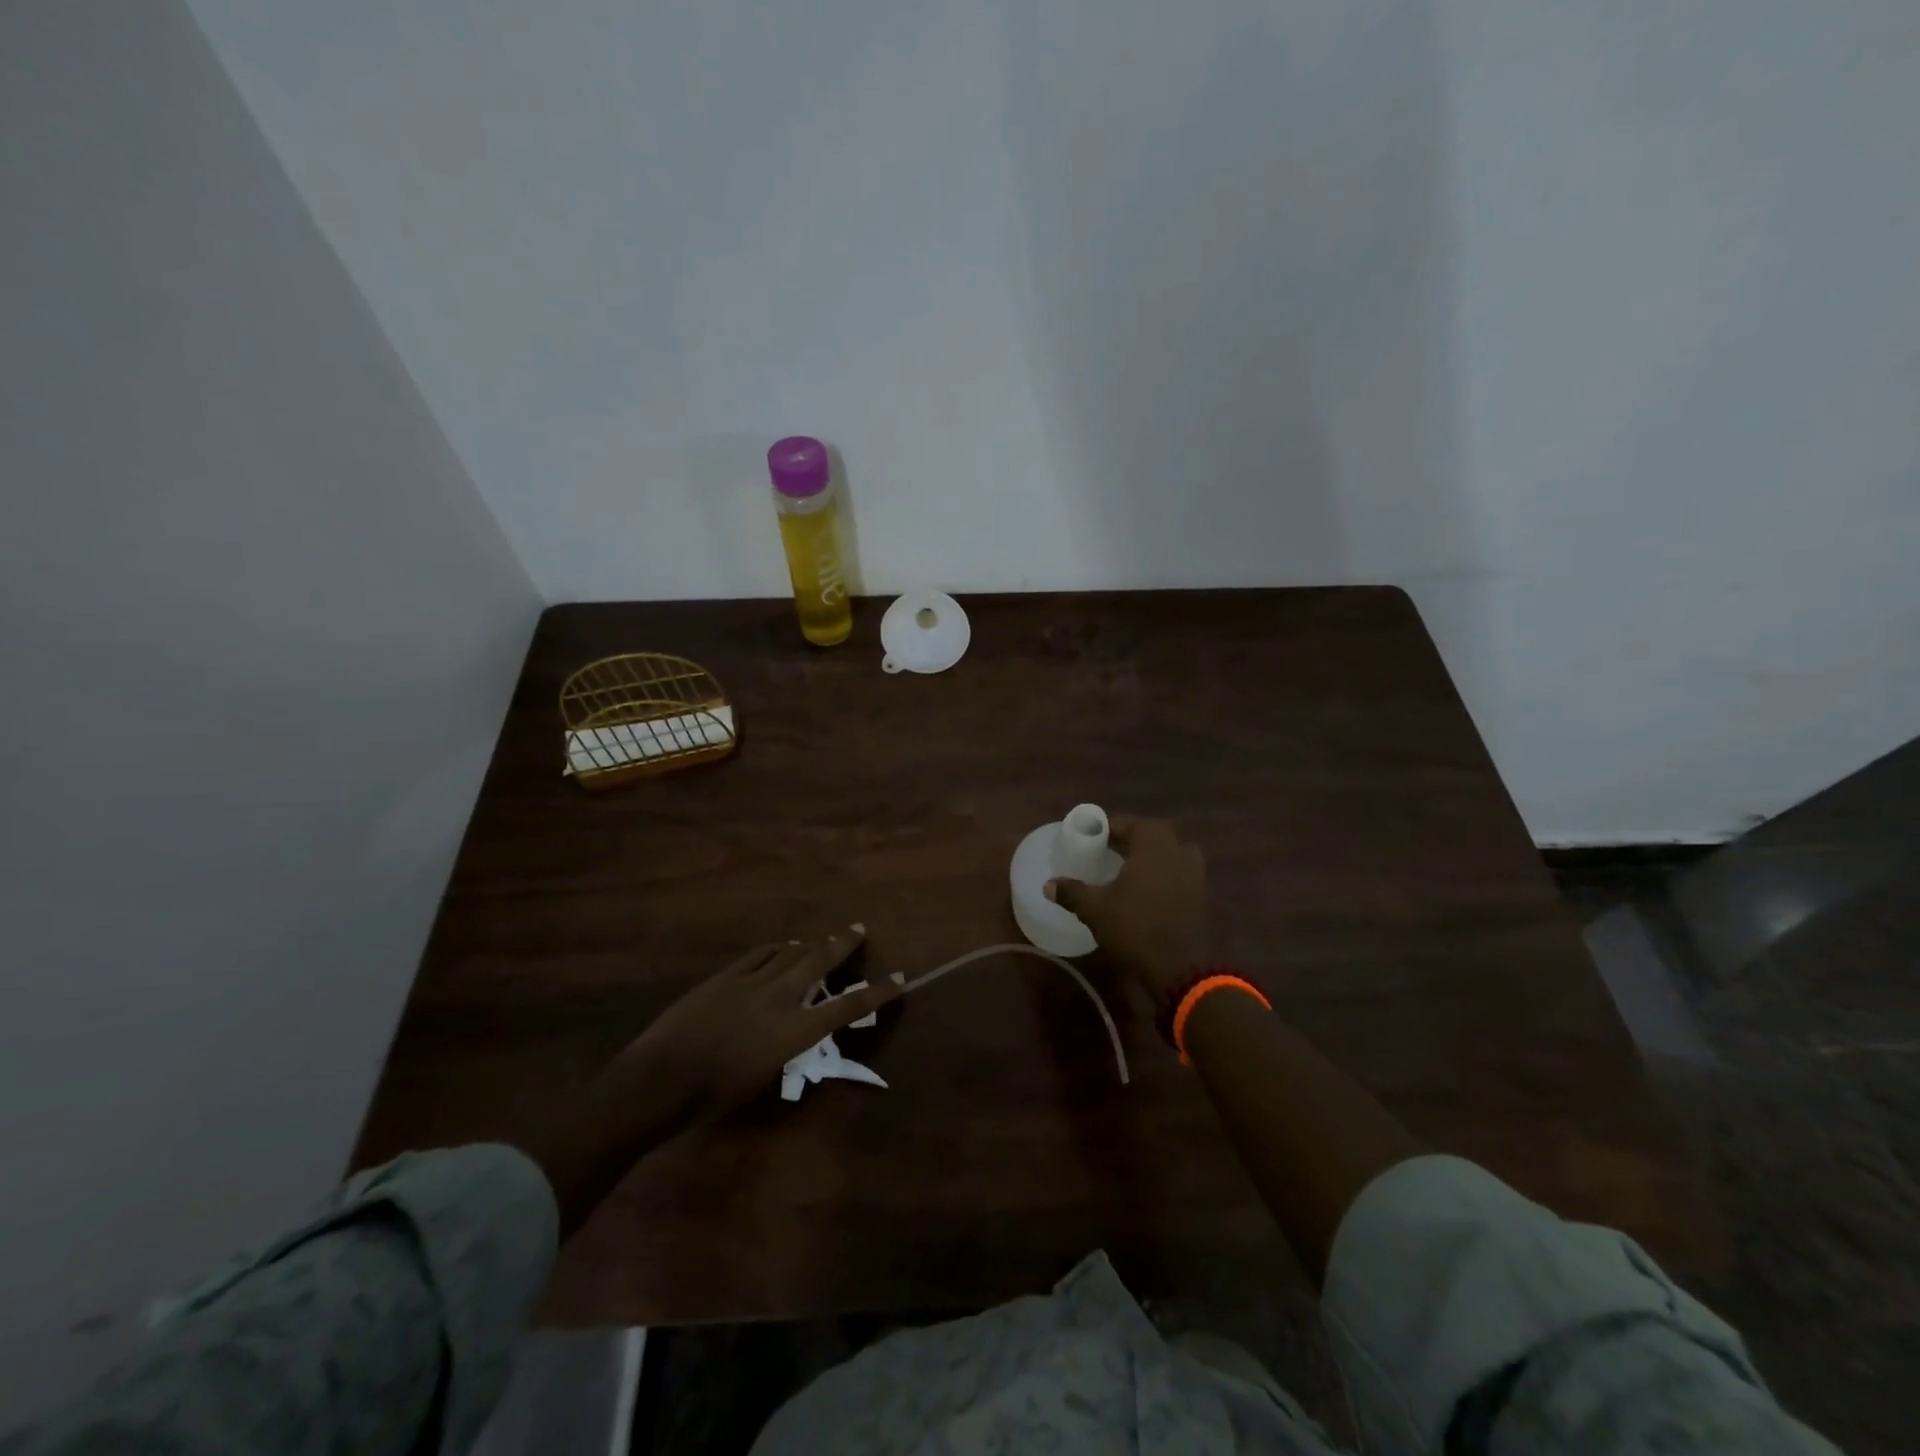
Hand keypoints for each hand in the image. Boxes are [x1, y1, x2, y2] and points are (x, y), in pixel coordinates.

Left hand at [613, 928, 900, 1124]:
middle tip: (858, 929)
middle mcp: (780, 999)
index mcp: (794, 1032)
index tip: (899, 978)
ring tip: (823, 939)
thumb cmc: (714, 1096)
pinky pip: (760, 954)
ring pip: (790, 952)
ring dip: (810, 944)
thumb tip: (794, 1031)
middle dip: (843, 944)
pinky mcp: (726, 976)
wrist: (662, 1078)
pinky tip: (783, 946)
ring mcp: (752, 982)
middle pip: (819, 961)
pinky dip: (777, 948)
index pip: (846, 1007)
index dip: (876, 993)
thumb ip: (785, 1048)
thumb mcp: (764, 1077)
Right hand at [1047, 816, 1208, 1001]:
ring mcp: (1195, 874)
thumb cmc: (1135, 928)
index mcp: (1154, 845)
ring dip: (1151, 855)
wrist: (1181, 969)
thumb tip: (1048, 884)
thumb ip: (1072, 892)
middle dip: (1131, 837)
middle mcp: (1178, 851)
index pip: (1130, 822)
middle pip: (1154, 833)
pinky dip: (1163, 874)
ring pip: (1171, 852)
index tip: (1092, 836)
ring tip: (1128, 867)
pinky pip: (1179, 873)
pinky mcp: (1201, 896)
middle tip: (1109, 848)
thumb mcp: (1095, 909)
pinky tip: (1146, 890)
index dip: (1109, 826)